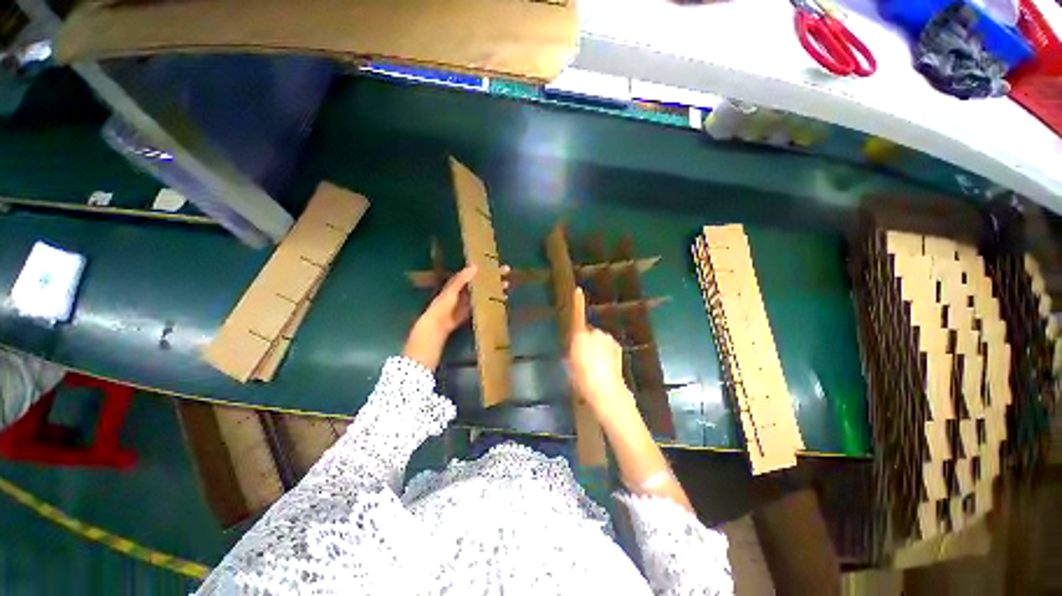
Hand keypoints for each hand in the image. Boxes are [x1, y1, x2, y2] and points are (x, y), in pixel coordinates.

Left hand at [403, 264, 509, 369]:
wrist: (438, 324)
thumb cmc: (443, 304)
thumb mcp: (452, 289)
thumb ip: (462, 278)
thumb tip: (475, 266)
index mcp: (460, 281)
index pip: (475, 272)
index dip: (486, 268)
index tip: (497, 264)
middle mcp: (466, 289)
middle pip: (482, 281)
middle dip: (494, 276)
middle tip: (507, 271)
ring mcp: (469, 300)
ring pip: (485, 291)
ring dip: (495, 287)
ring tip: (507, 285)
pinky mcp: (472, 310)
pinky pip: (484, 303)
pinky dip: (493, 300)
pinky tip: (501, 299)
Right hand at [568, 287, 636, 422]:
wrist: (605, 389)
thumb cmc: (582, 377)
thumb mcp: (570, 363)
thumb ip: (573, 349)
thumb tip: (578, 343)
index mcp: (579, 337)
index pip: (577, 316)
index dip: (577, 303)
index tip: (578, 290)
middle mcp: (595, 333)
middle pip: (588, 332)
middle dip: (587, 339)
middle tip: (583, 357)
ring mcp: (607, 339)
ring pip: (599, 339)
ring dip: (597, 347)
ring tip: (595, 365)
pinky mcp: (616, 346)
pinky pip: (607, 345)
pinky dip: (606, 351)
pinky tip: (605, 366)